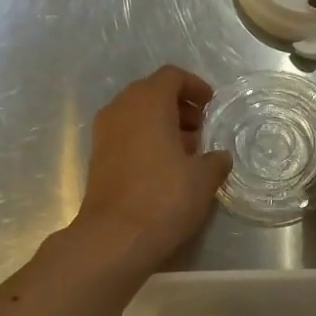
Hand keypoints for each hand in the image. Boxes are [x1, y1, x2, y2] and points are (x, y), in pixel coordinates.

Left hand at [74, 66, 229, 267]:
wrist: (115, 238)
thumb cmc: (164, 198)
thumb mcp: (203, 179)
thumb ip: (215, 160)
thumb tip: (219, 157)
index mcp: (148, 102)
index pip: (172, 77)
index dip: (195, 86)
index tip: (211, 105)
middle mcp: (121, 109)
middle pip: (152, 93)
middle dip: (178, 106)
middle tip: (201, 129)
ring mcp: (104, 133)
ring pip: (137, 115)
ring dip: (162, 125)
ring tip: (187, 151)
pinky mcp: (97, 158)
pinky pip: (126, 136)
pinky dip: (146, 141)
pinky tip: (165, 168)